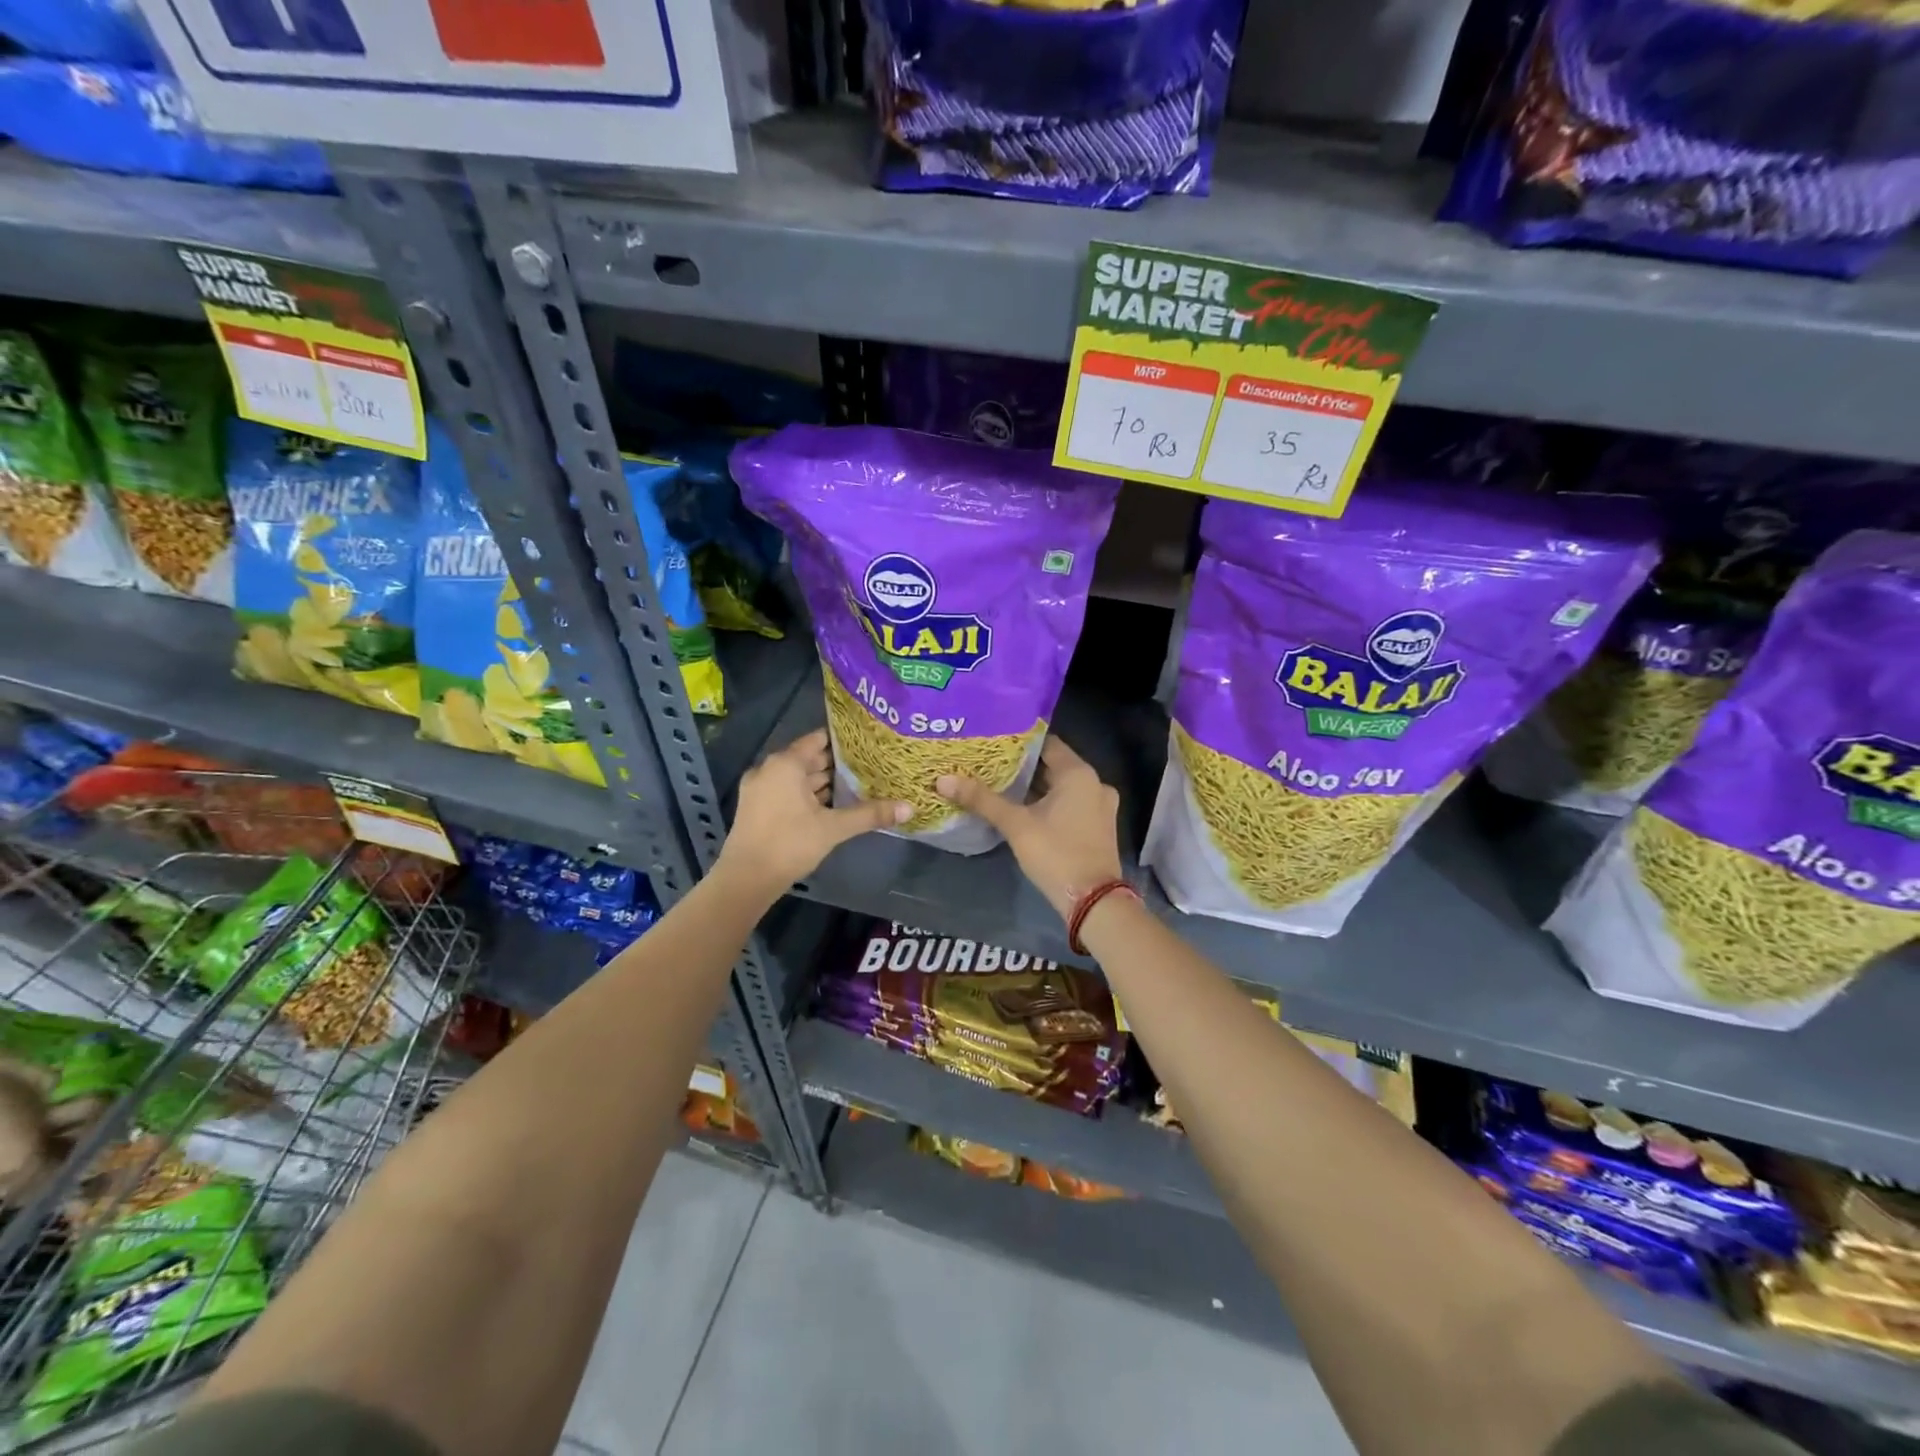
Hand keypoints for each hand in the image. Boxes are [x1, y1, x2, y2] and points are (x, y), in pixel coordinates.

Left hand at [720, 729, 908, 893]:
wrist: (746, 879)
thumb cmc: (790, 844)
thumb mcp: (833, 828)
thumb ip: (870, 814)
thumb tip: (910, 808)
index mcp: (786, 764)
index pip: (818, 740)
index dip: (843, 741)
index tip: (868, 743)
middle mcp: (769, 769)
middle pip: (808, 758)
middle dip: (836, 764)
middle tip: (869, 765)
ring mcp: (759, 788)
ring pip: (797, 778)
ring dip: (822, 782)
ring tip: (856, 785)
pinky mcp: (756, 807)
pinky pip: (787, 791)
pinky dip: (807, 795)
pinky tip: (830, 806)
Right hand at [938, 737, 1121, 918]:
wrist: (1093, 901)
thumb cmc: (1056, 853)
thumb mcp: (1016, 825)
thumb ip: (982, 800)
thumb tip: (943, 780)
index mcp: (1079, 774)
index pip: (1046, 743)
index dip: (1019, 742)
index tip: (993, 742)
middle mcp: (1095, 783)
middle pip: (1054, 765)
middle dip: (1023, 767)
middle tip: (990, 764)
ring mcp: (1100, 806)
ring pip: (1061, 787)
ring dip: (1035, 787)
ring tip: (1001, 785)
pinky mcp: (1099, 826)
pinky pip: (1070, 804)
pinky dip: (1049, 803)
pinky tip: (1024, 810)